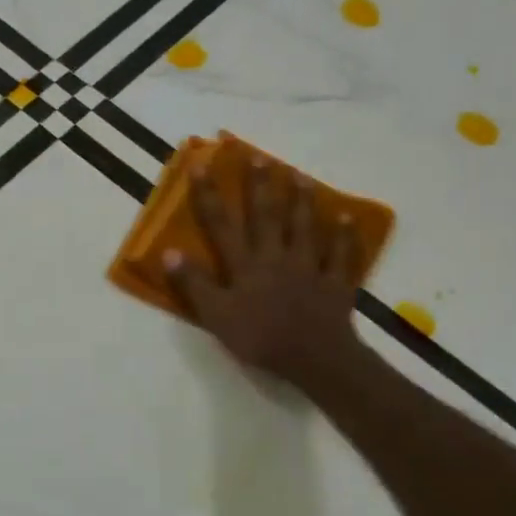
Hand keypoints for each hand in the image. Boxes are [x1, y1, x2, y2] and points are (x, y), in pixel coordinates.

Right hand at [163, 158, 369, 394]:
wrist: (314, 358)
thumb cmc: (259, 338)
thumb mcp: (216, 316)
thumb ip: (194, 284)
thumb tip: (169, 251)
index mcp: (244, 265)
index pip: (221, 224)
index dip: (209, 194)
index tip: (202, 165)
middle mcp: (275, 257)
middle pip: (266, 216)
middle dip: (260, 186)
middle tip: (259, 157)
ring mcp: (309, 267)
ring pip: (304, 228)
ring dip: (301, 201)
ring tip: (299, 176)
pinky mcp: (335, 283)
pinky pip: (341, 255)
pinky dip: (344, 236)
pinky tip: (346, 218)